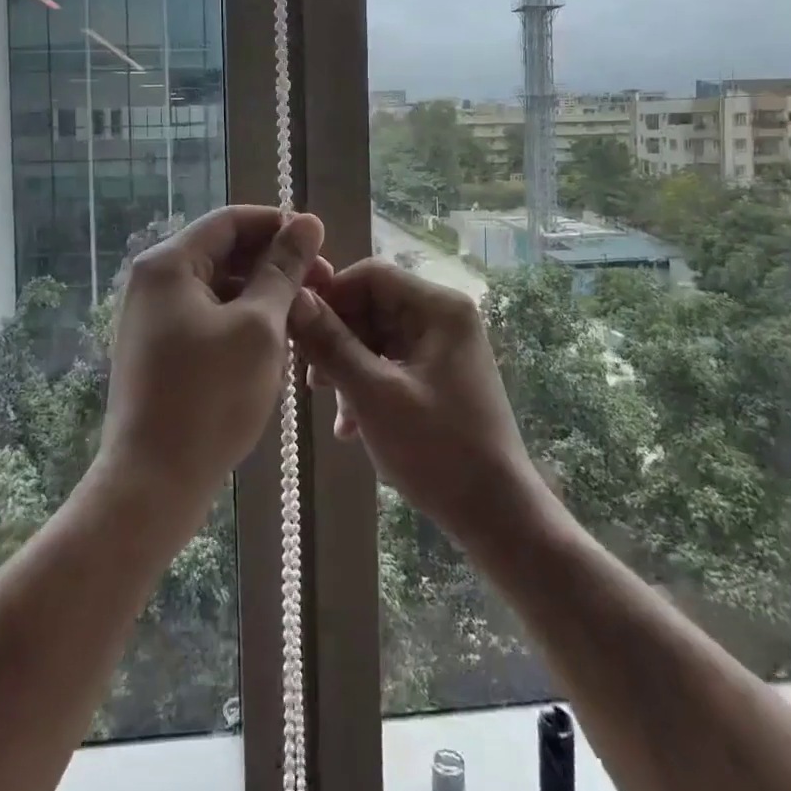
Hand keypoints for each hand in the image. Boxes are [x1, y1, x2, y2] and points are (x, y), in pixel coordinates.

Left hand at [100, 205, 325, 520]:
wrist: (153, 484)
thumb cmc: (210, 397)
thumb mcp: (259, 326)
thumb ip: (284, 269)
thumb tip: (307, 222)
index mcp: (169, 263)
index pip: (231, 220)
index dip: (280, 226)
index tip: (323, 247)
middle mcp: (154, 281)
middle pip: (224, 252)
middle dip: (275, 264)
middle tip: (324, 287)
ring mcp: (153, 317)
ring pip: (220, 287)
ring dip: (264, 295)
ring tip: (306, 318)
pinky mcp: (160, 349)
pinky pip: (208, 317)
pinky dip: (243, 321)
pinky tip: (276, 345)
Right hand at [290, 260, 544, 541]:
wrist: (496, 515)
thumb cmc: (438, 449)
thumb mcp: (374, 395)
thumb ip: (331, 344)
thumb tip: (294, 299)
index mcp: (438, 308)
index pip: (371, 275)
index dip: (330, 296)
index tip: (297, 329)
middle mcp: (443, 317)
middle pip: (372, 305)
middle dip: (337, 338)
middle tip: (310, 379)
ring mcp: (442, 347)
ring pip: (376, 336)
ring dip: (347, 366)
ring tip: (330, 405)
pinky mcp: (438, 375)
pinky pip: (390, 362)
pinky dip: (366, 384)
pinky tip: (350, 426)